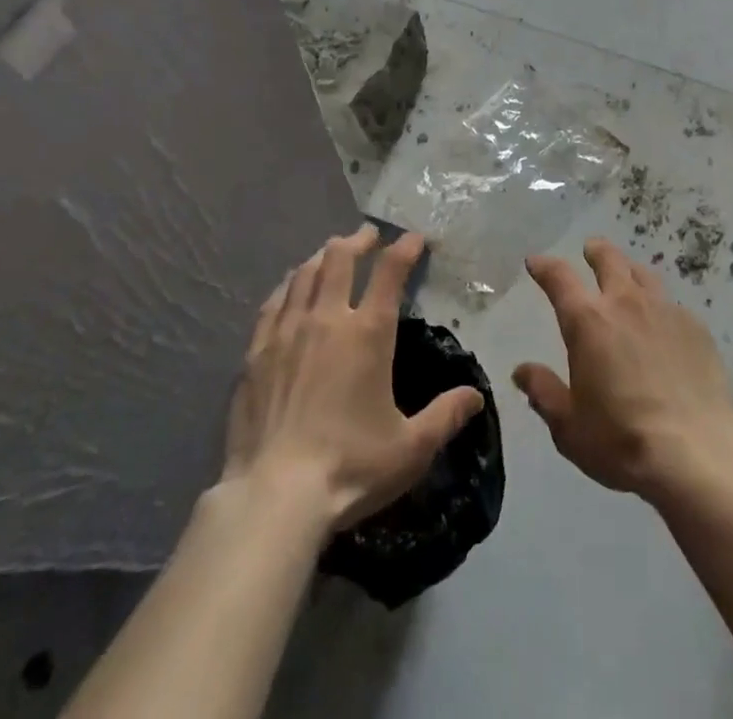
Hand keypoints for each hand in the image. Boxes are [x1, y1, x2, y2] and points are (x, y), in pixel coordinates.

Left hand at [222, 225, 484, 533]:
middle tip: (368, 236)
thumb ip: (445, 416)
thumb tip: (476, 396)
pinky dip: (288, 285)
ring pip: (305, 274)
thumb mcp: (411, 448)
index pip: (390, 273)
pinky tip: (290, 286)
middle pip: (340, 259)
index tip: (414, 238)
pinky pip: (273, 302)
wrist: (274, 496)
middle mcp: (327, 319)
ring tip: (331, 252)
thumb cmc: (350, 467)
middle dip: (358, 241)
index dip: (404, 249)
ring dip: (323, 256)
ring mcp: (287, 332)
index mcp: (368, 334)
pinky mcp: (256, 352)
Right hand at [515, 239, 732, 504]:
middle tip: (590, 249)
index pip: (559, 278)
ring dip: (630, 270)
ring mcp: (665, 311)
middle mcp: (625, 303)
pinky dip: (660, 307)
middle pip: (609, 260)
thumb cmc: (622, 439)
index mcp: (587, 321)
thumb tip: (522, 371)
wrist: (696, 452)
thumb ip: (544, 392)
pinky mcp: (696, 328)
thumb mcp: (569, 426)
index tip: (536, 262)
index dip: (544, 266)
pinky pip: (672, 305)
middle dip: (595, 252)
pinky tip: (663, 325)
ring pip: (644, 275)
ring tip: (627, 276)